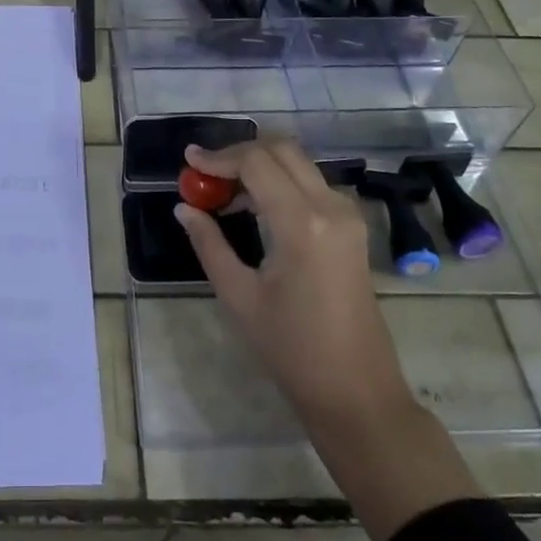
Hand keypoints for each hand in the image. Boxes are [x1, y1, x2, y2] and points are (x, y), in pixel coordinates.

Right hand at [174, 138, 480, 540]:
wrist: (356, 390)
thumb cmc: (291, 349)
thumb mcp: (239, 295)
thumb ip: (209, 243)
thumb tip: (184, 207)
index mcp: (301, 222)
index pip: (256, 162)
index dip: (218, 157)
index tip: (189, 160)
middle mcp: (330, 206)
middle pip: (282, 149)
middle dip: (240, 152)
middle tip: (206, 171)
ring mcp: (348, 215)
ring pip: (299, 163)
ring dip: (261, 164)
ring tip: (224, 189)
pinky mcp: (353, 227)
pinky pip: (312, 183)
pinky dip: (281, 181)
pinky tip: (255, 205)